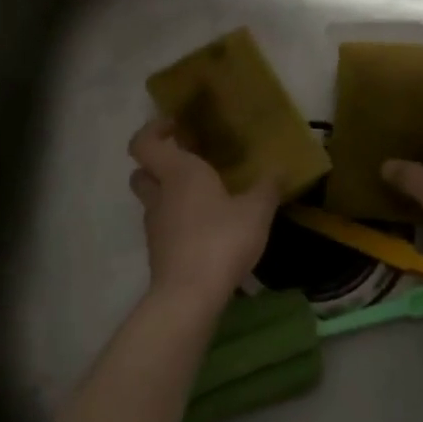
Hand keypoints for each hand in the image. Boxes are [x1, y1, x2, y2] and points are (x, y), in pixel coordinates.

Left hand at [129, 119, 277, 310]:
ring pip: (153, 199)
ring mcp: (155, 224)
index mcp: (178, 173)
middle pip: (143, 170)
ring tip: (207, 197)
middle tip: (190, 160)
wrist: (189, 295)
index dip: (154, 130)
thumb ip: (267, 188)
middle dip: (160, 162)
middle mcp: (160, 194)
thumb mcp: (256, 211)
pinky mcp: (159, 250)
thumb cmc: (221, 240)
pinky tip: (208, 228)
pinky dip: (179, 220)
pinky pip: (165, 224)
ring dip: (171, 193)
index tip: (177, 126)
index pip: (144, 142)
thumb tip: (279, 169)